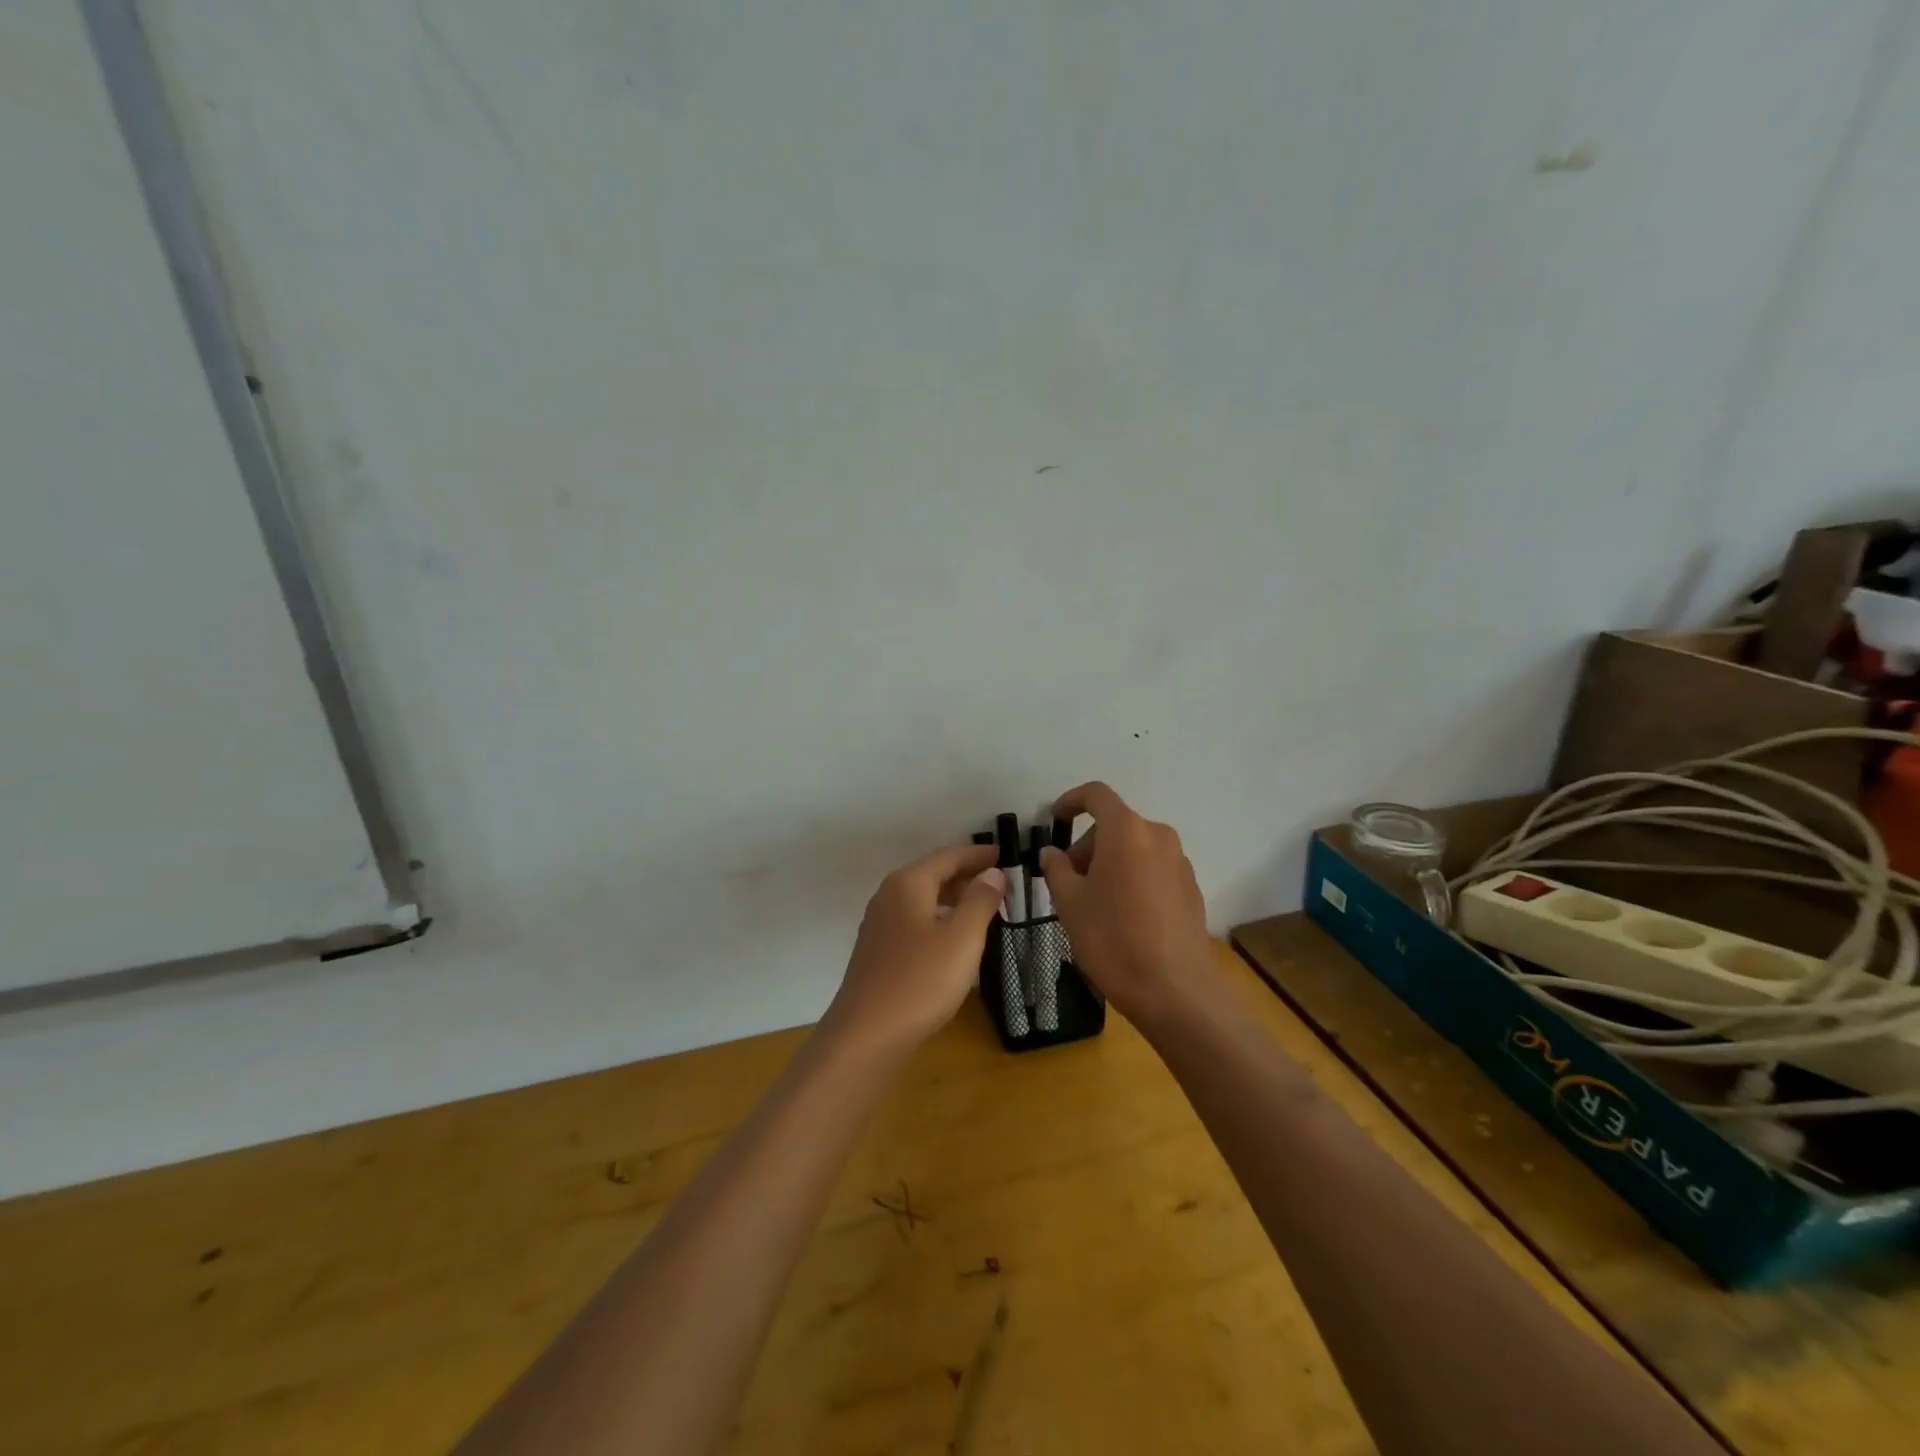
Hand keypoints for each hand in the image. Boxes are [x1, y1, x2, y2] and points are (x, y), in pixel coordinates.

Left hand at [823, 844, 1005, 1055]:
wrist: (867, 1035)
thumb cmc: (920, 981)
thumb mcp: (962, 938)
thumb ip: (980, 900)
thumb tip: (992, 873)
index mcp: (908, 884)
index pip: (948, 856)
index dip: (977, 855)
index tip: (1004, 855)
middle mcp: (889, 896)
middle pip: (932, 874)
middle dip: (966, 875)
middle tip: (1000, 882)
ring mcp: (879, 924)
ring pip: (922, 899)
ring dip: (953, 898)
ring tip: (984, 908)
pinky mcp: (878, 951)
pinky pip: (914, 920)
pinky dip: (938, 918)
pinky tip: (954, 938)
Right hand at [1039, 783, 1213, 1024]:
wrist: (1175, 991)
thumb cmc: (1113, 939)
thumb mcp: (1070, 903)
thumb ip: (1057, 869)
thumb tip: (1053, 853)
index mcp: (1126, 831)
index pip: (1096, 795)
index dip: (1071, 801)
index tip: (1054, 819)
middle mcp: (1158, 836)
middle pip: (1115, 826)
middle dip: (1087, 845)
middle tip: (1068, 881)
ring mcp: (1180, 862)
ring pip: (1135, 848)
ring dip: (1110, 863)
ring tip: (1094, 903)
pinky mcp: (1191, 888)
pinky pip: (1153, 869)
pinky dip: (1132, 878)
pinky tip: (1123, 918)